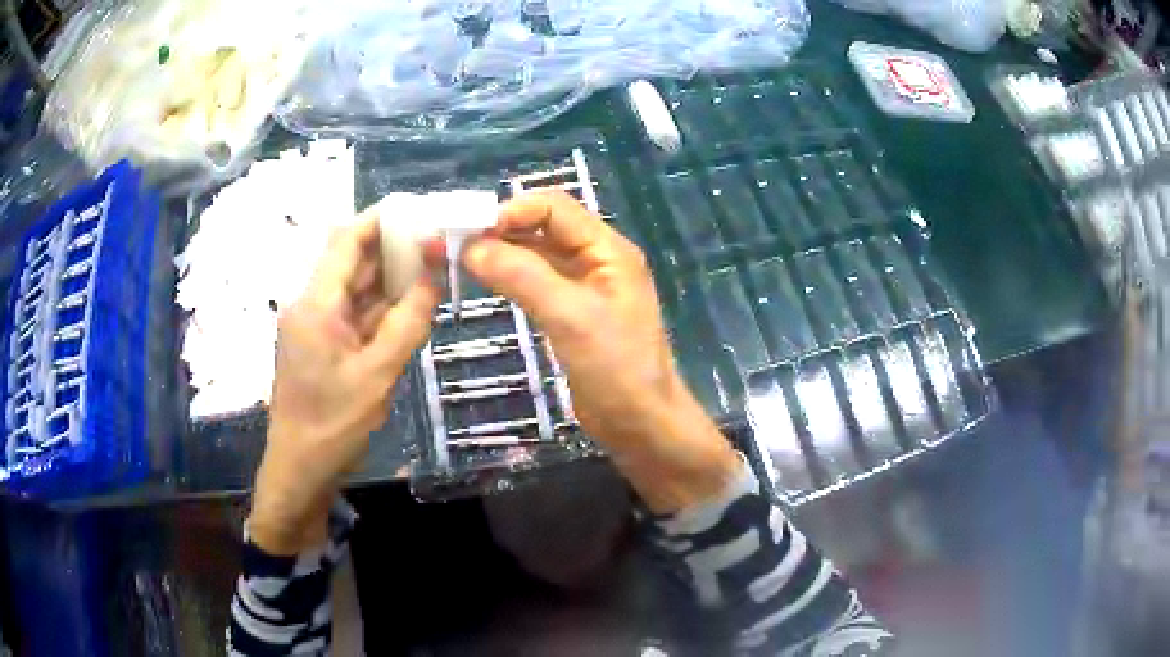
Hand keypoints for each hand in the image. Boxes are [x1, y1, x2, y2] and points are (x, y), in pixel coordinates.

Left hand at [250, 212, 439, 554]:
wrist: (300, 469)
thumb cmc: (333, 425)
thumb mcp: (378, 375)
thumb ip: (407, 322)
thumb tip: (433, 275)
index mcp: (316, 303)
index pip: (347, 240)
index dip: (383, 219)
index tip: (422, 212)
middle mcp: (311, 303)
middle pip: (352, 259)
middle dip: (394, 247)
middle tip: (439, 243)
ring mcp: (315, 324)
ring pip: (356, 287)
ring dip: (391, 278)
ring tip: (433, 270)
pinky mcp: (321, 343)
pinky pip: (354, 313)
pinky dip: (382, 307)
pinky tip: (411, 307)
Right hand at [463, 192, 739, 513]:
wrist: (639, 424)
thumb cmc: (616, 369)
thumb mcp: (570, 317)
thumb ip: (522, 276)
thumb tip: (471, 247)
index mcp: (607, 249)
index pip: (554, 207)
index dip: (512, 211)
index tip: (471, 234)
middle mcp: (596, 259)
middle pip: (542, 227)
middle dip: (498, 230)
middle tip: (451, 245)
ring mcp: (583, 286)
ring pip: (536, 254)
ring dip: (499, 253)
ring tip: (456, 261)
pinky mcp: (570, 312)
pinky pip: (535, 281)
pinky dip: (508, 277)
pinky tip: (483, 282)